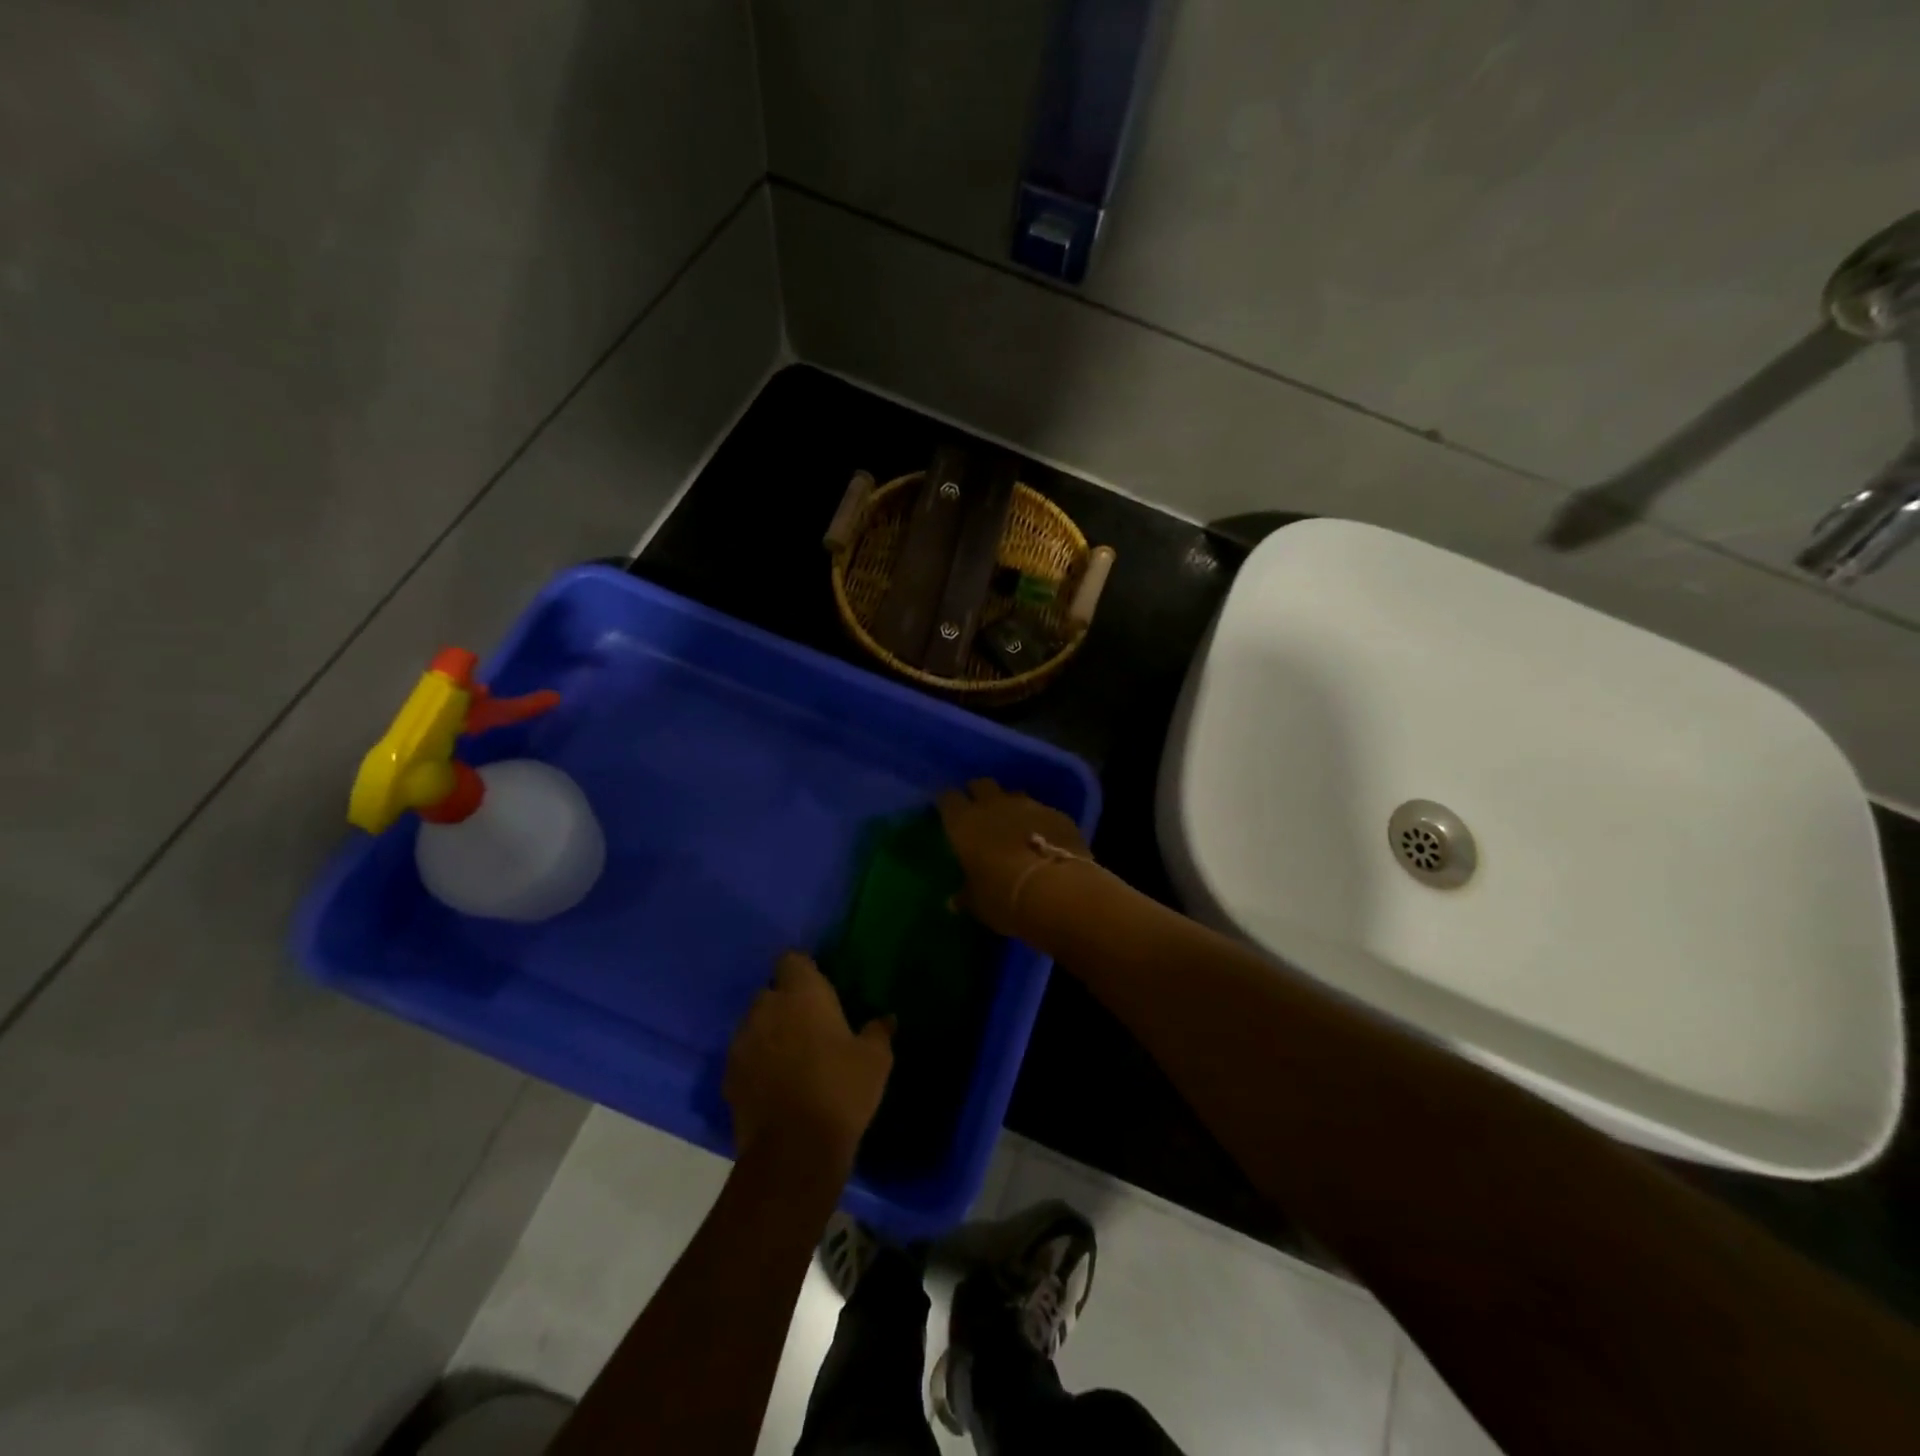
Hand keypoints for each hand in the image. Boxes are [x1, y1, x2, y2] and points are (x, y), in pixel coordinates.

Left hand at [724, 952, 893, 1171]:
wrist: (793, 1151)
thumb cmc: (840, 1091)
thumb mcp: (875, 1060)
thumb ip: (878, 1031)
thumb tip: (887, 1018)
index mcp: (802, 993)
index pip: (792, 959)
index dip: (804, 970)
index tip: (819, 987)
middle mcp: (766, 1008)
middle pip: (771, 992)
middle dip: (786, 1003)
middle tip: (810, 1024)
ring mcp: (742, 1041)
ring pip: (755, 1024)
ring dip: (769, 1032)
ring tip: (791, 1055)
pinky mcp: (728, 1075)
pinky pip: (744, 1056)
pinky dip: (757, 1062)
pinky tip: (775, 1083)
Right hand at [937, 778, 1092, 936]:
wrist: (1056, 891)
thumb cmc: (1002, 896)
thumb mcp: (977, 903)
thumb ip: (965, 896)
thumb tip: (954, 901)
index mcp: (964, 822)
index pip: (948, 798)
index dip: (949, 804)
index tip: (950, 814)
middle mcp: (994, 805)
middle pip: (982, 785)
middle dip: (979, 794)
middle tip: (980, 812)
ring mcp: (1029, 805)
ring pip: (1014, 795)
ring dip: (1011, 807)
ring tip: (1014, 827)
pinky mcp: (1058, 814)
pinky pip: (1043, 811)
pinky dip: (1039, 821)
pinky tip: (1044, 839)